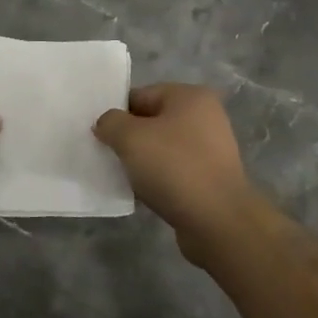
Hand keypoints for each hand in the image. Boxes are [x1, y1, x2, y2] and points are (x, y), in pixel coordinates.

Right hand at [94, 84, 259, 250]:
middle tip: (107, 155)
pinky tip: (143, 194)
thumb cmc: (174, 167)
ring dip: (142, 162)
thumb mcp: (130, 137)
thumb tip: (105, 124)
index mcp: (190, 97)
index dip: (117, 113)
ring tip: (123, 177)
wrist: (218, 222)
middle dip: (129, 139)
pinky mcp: (211, 179)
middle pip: (152, 122)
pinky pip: (174, 172)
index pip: (141, 95)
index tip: (99, 135)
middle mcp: (205, 118)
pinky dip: (157, 180)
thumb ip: (110, 122)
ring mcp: (211, 150)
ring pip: (162, 149)